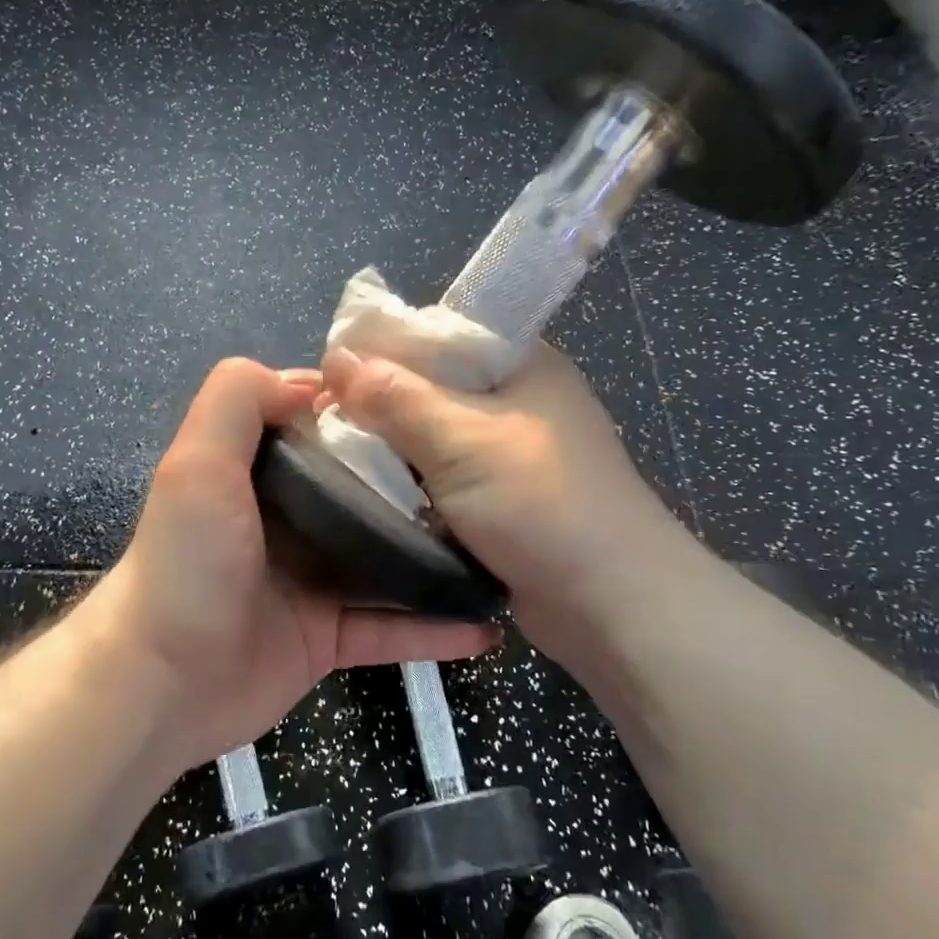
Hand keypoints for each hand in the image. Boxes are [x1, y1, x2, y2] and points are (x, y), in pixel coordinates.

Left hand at [87, 358, 498, 773]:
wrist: (161, 681)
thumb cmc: (188, 562)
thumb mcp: (199, 460)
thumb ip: (239, 399)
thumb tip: (314, 381)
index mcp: (260, 474)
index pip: (322, 430)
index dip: (369, 416)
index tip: (433, 406)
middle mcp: (288, 522)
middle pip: (365, 494)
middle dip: (420, 486)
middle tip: (488, 479)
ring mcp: (310, 582)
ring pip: (386, 563)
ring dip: (437, 558)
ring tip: (501, 549)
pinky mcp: (326, 638)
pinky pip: (389, 630)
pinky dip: (433, 631)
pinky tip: (486, 627)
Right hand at [321, 344, 687, 669]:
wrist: (614, 605)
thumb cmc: (542, 506)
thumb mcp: (462, 441)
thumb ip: (396, 398)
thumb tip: (336, 360)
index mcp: (518, 362)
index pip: (434, 333)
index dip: (380, 351)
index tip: (330, 381)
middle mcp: (515, 398)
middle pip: (429, 385)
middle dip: (378, 405)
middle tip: (324, 426)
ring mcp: (509, 451)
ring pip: (431, 435)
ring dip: (392, 450)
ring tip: (338, 461)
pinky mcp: (501, 497)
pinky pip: (441, 476)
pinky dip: (411, 483)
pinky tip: (374, 493)